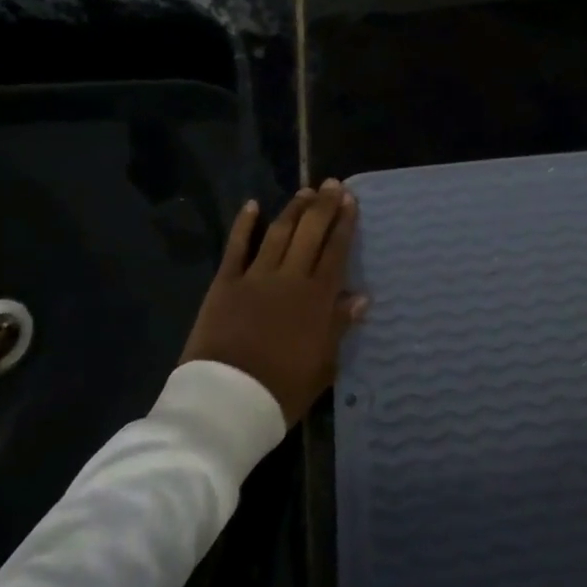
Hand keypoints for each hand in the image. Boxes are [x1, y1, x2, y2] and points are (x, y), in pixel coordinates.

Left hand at [180, 181, 368, 426]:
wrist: (227, 402)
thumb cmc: (282, 390)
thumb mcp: (323, 365)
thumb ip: (339, 326)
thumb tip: (361, 296)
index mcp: (317, 298)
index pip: (335, 250)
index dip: (344, 223)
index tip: (351, 200)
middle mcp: (290, 277)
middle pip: (310, 232)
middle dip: (323, 206)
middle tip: (332, 184)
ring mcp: (256, 276)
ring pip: (279, 232)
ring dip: (293, 209)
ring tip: (305, 191)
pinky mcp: (225, 283)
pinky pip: (237, 247)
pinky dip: (245, 224)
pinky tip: (252, 205)